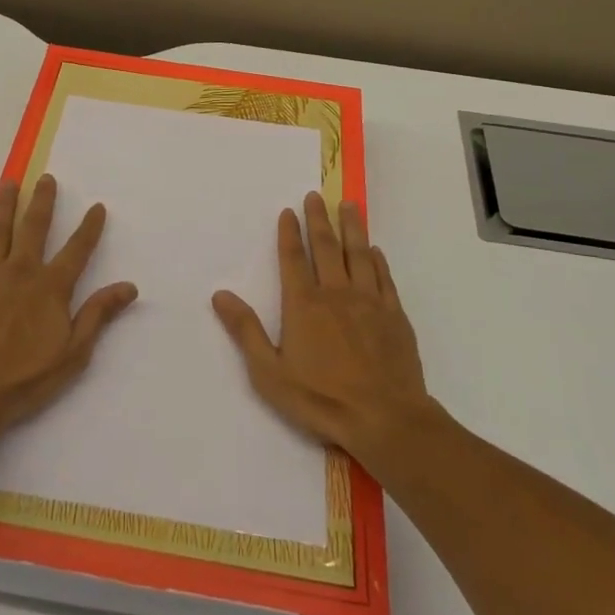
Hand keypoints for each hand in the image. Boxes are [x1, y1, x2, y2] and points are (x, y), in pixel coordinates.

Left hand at [0, 174, 137, 435]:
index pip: (77, 250)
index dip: (89, 227)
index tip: (97, 207)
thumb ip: (98, 315)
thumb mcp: (72, 354)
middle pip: (34, 226)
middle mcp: (20, 271)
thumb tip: (129, 287)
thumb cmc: (23, 380)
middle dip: (43, 200)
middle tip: (47, 179)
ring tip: (10, 182)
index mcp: (50, 287)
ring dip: (6, 203)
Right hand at [212, 191, 430, 463]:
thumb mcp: (270, 372)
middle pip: (327, 247)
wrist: (386, 419)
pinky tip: (375, 250)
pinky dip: (377, 261)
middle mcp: (336, 293)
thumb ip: (246, 331)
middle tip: (316, 195)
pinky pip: (384, 278)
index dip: (289, 233)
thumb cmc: (321, 398)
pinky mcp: (394, 316)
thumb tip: (220, 294)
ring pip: (358, 254)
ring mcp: (369, 302)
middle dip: (319, 219)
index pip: (294, 258)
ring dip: (352, 227)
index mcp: (304, 304)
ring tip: (348, 205)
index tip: (289, 210)